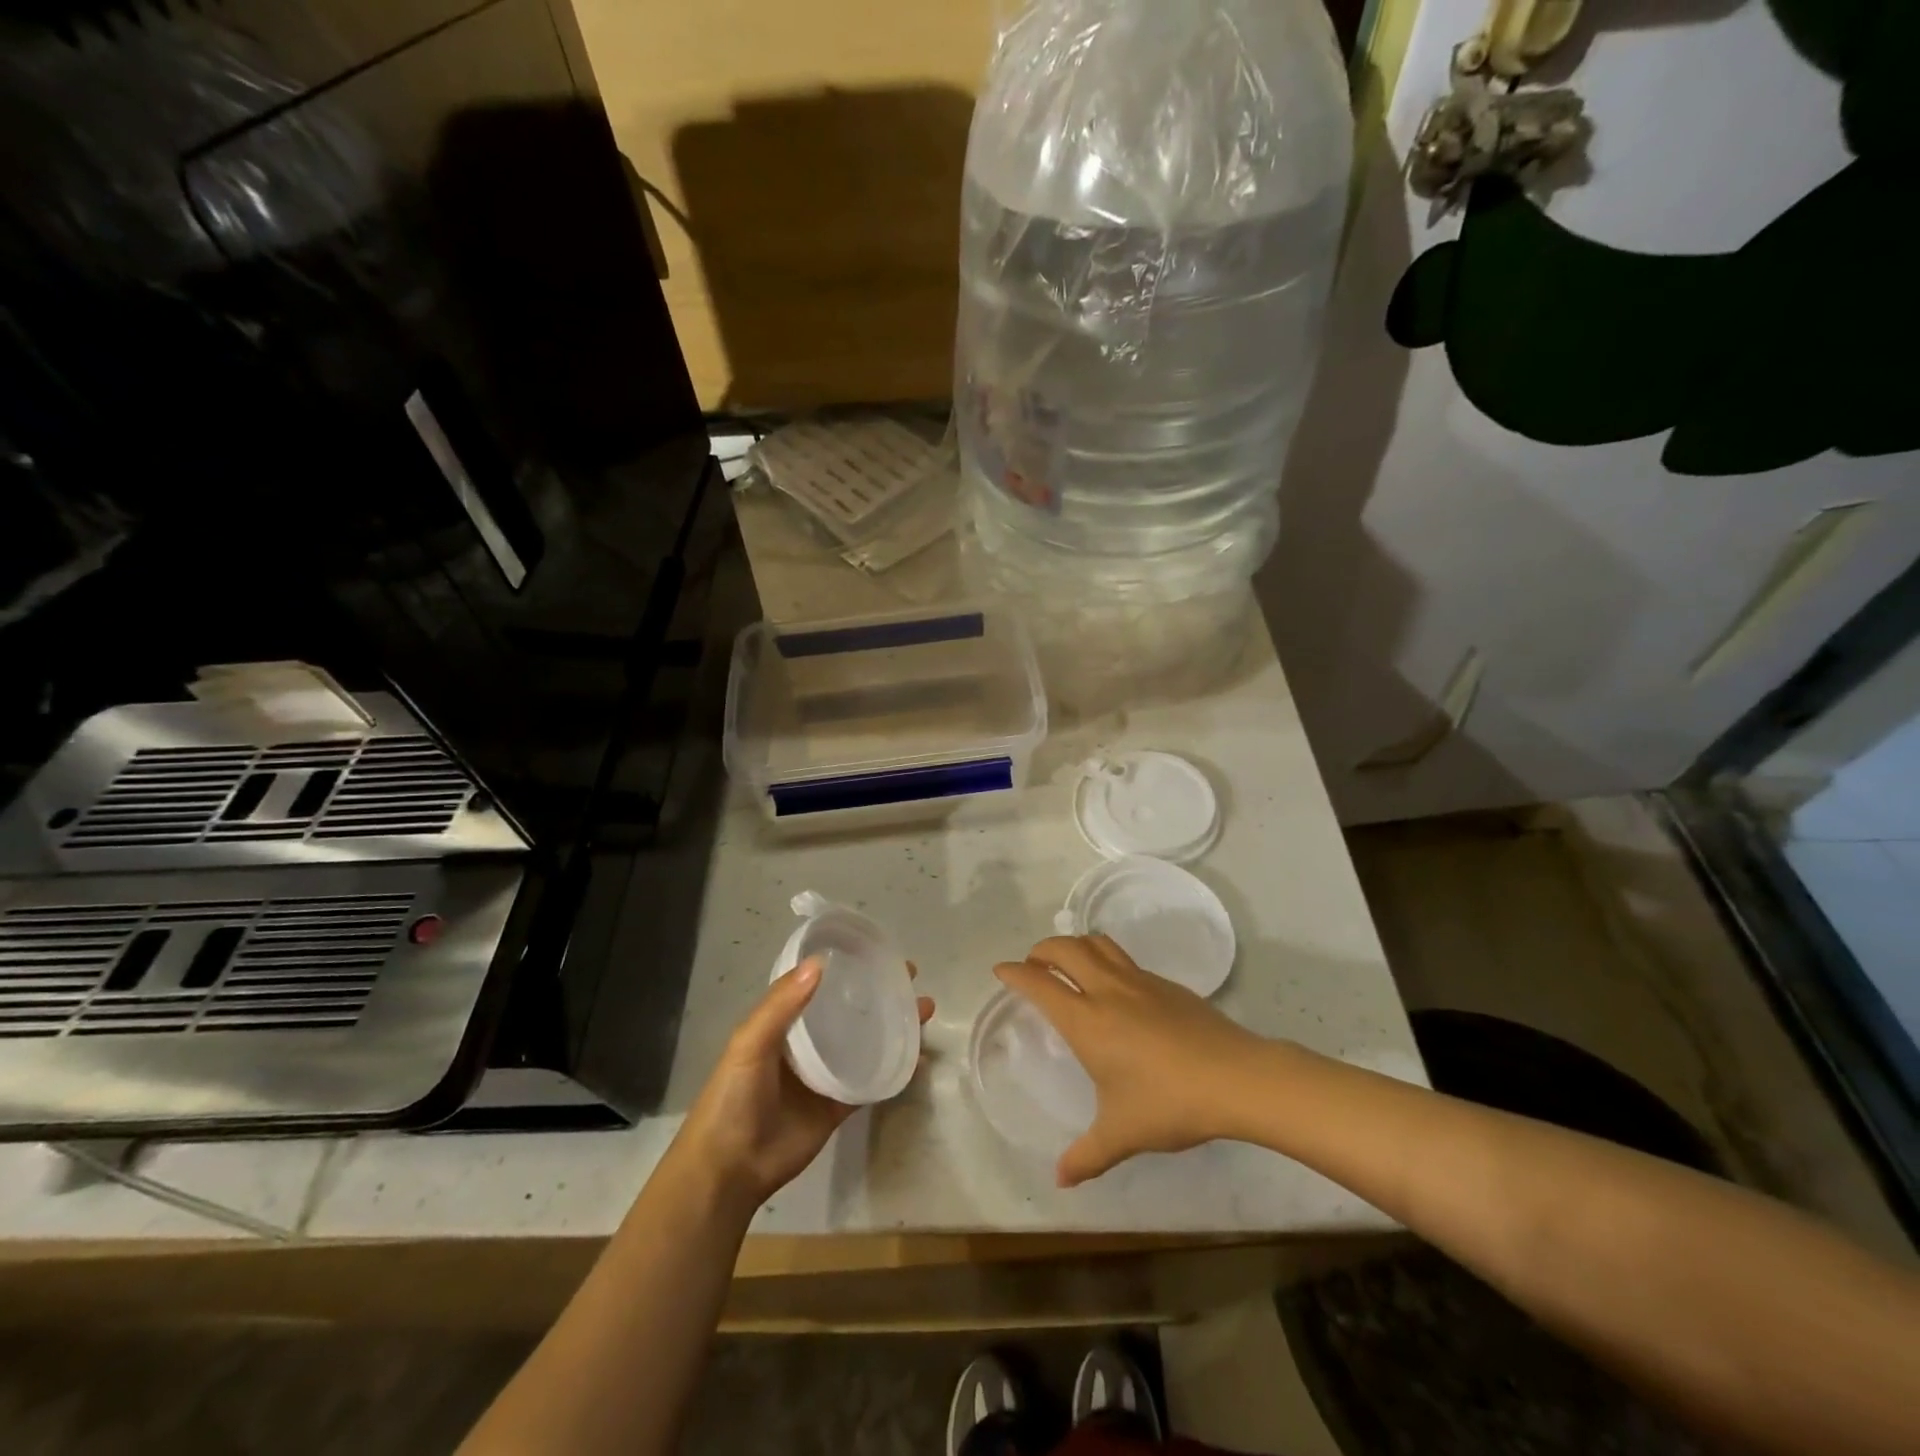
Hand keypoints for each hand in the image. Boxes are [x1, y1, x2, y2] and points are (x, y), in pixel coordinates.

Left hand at [674, 958, 934, 1212]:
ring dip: (894, 1025)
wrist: (730, 1169)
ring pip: (866, 1041)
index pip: (819, 984)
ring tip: (924, 1008)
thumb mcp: (748, 1044)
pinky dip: (895, 1068)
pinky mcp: (839, 1104)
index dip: (846, 967)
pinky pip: (872, 1080)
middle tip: (911, 977)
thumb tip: (820, 962)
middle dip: (879, 992)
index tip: (877, 952)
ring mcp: (826, 1074)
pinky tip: (919, 1056)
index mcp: (783, 1022)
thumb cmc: (732, 1098)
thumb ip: (781, 1005)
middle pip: (849, 1010)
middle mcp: (808, 1043)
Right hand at [995, 935, 1267, 1186]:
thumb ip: (1087, 1155)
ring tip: (1069, 963)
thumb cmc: (1168, 1103)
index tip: (1001, 970)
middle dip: (1041, 950)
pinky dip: (1105, 959)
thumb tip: (1060, 1180)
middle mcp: (1107, 990)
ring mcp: (1139, 981)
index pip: (1039, 983)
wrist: (1235, 1077)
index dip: (1015, 973)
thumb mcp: (1122, 1135)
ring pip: (1097, 943)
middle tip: (1033, 965)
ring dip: (1075, 945)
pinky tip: (1115, 987)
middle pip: (1065, 948)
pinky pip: (1124, 959)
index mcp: (1086, 1020)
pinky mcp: (1166, 983)